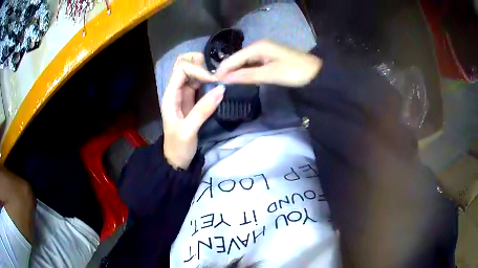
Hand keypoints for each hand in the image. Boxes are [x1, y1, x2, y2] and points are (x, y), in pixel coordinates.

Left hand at [161, 53, 224, 169]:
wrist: (177, 159)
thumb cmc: (179, 146)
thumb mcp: (189, 130)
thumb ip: (203, 109)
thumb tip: (221, 89)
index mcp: (170, 95)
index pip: (181, 69)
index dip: (197, 70)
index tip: (213, 81)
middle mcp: (176, 91)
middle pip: (184, 65)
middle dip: (199, 64)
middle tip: (215, 74)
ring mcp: (184, 95)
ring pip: (192, 73)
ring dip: (205, 71)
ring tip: (218, 78)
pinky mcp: (192, 100)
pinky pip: (199, 83)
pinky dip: (208, 80)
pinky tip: (216, 84)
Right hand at [216, 40, 321, 86]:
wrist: (316, 73)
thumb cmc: (294, 72)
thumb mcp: (270, 74)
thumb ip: (247, 75)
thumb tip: (226, 79)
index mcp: (258, 47)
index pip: (234, 58)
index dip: (224, 69)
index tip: (213, 82)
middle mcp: (259, 47)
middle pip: (238, 59)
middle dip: (228, 70)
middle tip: (219, 85)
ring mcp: (264, 52)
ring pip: (244, 62)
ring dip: (236, 72)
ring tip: (227, 84)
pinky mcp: (269, 58)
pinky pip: (252, 64)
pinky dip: (246, 72)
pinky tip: (241, 79)